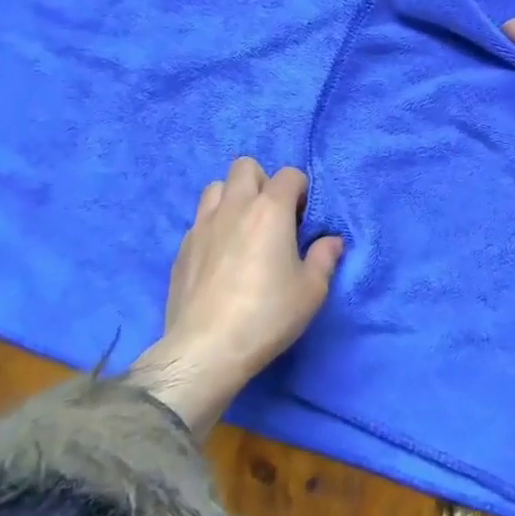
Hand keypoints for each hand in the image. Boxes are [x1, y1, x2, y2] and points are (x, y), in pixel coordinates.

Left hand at [126, 157, 343, 435]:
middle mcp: (234, 207)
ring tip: (242, 228)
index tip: (302, 218)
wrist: (206, 348)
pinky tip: (220, 256)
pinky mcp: (182, 247)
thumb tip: (332, 240)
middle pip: (245, 167)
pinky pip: (199, 219)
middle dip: (262, 182)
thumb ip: (324, 258)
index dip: (300, 191)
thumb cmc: (267, 315)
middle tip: (272, 216)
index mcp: (270, 210)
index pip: (288, 174)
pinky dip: (213, 225)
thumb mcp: (311, 291)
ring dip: (232, 197)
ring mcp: (202, 224)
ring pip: (215, 187)